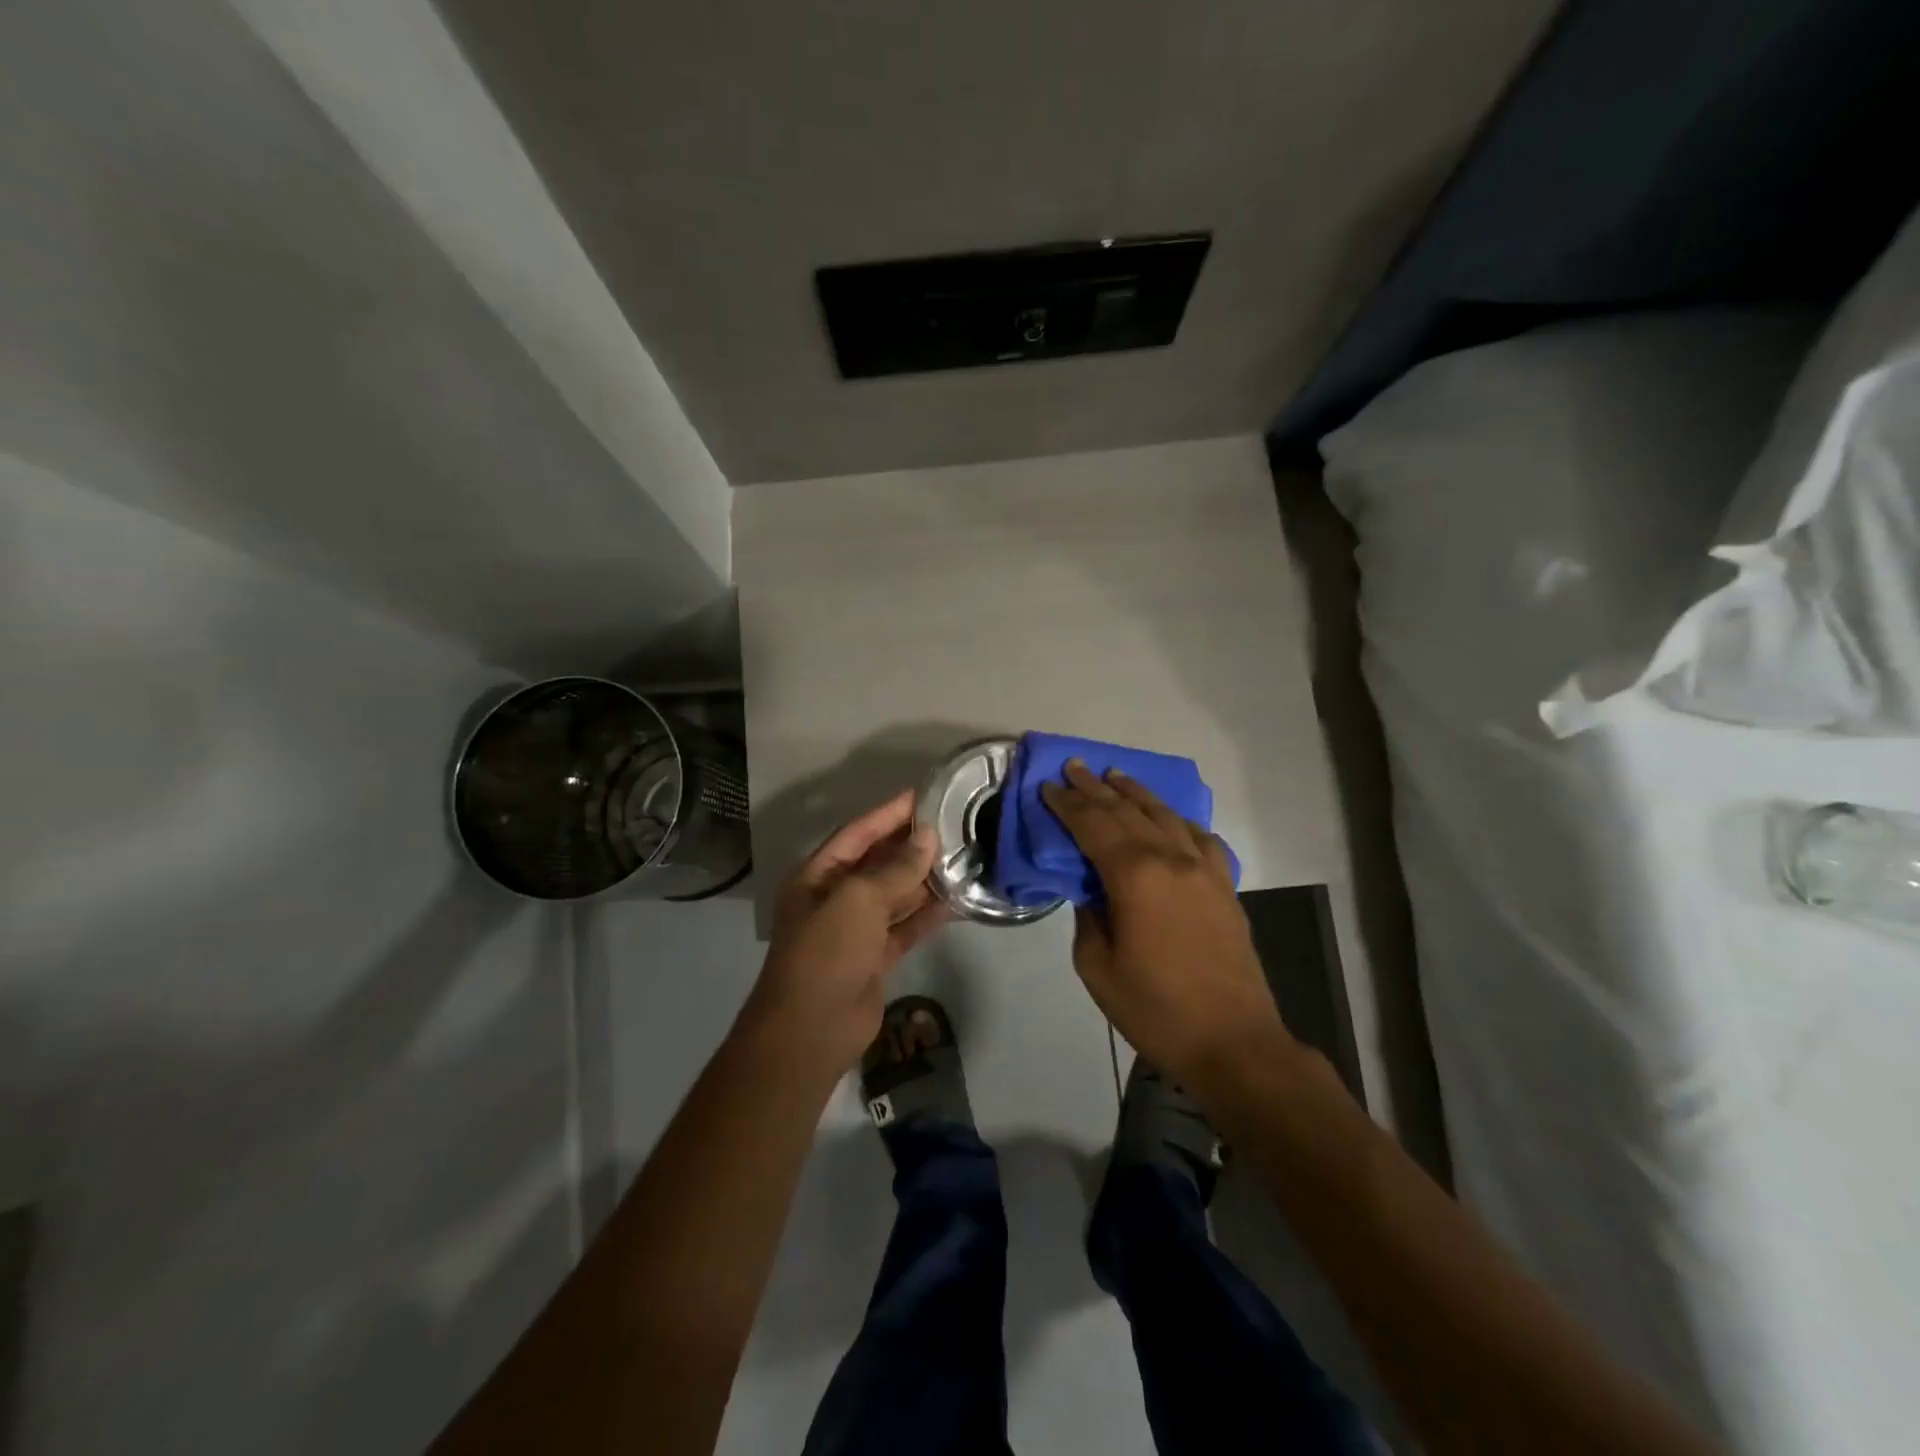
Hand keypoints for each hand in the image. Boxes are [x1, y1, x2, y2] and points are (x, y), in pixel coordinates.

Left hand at [746, 790, 949, 1075]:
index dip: (889, 814)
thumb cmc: (826, 952)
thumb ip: (895, 869)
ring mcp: (855, 930)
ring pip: (895, 896)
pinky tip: (956, 902)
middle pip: (877, 862)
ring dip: (924, 880)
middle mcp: (835, 898)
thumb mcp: (858, 900)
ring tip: (962, 859)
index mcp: (818, 876)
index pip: (857, 833)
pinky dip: (927, 916)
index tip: (924, 796)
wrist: (811, 1030)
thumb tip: (928, 838)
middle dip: (911, 846)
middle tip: (953, 827)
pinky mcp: (874, 958)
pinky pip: (904, 928)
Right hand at [1041, 761, 1289, 1086]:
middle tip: (1074, 767)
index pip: (1094, 826)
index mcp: (1135, 877)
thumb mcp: (1098, 968)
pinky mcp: (1225, 886)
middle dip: (1096, 788)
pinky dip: (1179, 821)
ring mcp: (1204, 870)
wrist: (1234, 1042)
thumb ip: (1087, 918)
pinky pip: (1200, 838)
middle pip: (1128, 812)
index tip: (1049, 786)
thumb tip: (1089, 891)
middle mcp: (1171, 860)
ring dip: (1137, 793)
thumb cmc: (1156, 1010)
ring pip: (1165, 816)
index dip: (1068, 804)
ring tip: (1115, 776)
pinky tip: (1170, 818)